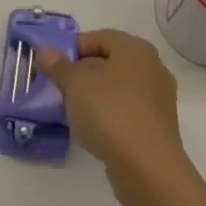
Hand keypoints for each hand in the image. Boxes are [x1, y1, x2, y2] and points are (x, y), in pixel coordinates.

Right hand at [36, 30, 192, 205]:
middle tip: (60, 89)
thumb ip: (58, 65)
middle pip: (108, 62)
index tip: (52, 69)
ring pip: (118, 87)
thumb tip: (46, 51)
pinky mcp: (159, 126)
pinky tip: (95, 131)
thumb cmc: (109, 113)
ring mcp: (159, 98)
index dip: (71, 50)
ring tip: (74, 112)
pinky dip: (110, 115)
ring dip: (95, 96)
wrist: (147, 168)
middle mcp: (152, 67)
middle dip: (82, 73)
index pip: (97, 38)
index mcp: (135, 48)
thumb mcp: (74, 84)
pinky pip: (128, 110)